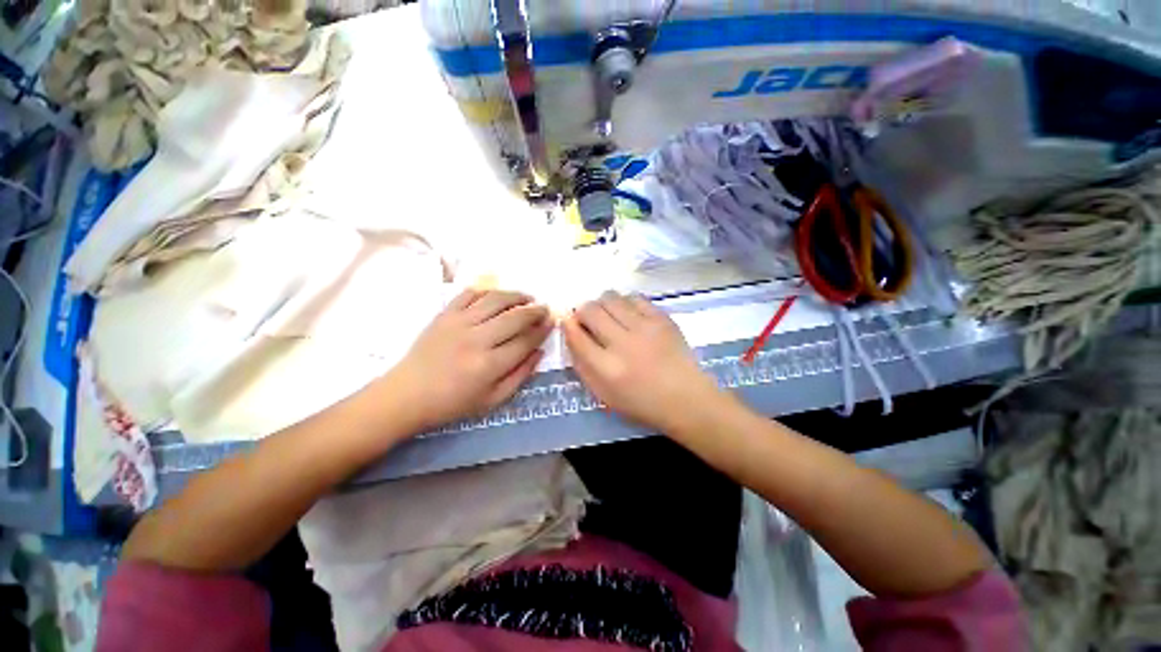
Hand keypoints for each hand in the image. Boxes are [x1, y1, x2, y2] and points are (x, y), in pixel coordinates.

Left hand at [384, 288, 551, 431]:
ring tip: (527, 297)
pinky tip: (497, 296)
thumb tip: (539, 352)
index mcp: (490, 365)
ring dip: (515, 295)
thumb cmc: (452, 403)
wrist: (407, 395)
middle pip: (515, 317)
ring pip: (495, 299)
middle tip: (544, 308)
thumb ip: (520, 376)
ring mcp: (458, 323)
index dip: (542, 330)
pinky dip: (487, 291)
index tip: (551, 323)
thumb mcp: (492, 400)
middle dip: (535, 310)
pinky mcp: (444, 314)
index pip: (525, 340)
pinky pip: (469, 294)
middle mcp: (477, 339)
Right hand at [562, 291, 724, 433]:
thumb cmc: (642, 402)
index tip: (568, 321)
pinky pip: (634, 298)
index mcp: (606, 369)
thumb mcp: (604, 395)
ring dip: (602, 304)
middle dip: (583, 311)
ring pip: (610, 298)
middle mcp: (623, 344)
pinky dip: (625, 303)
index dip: (568, 325)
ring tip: (608, 315)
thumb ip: (582, 365)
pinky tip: (628, 314)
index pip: (576, 336)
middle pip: (590, 311)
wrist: (686, 399)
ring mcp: (645, 328)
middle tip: (588, 319)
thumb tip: (571, 333)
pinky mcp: (662, 319)